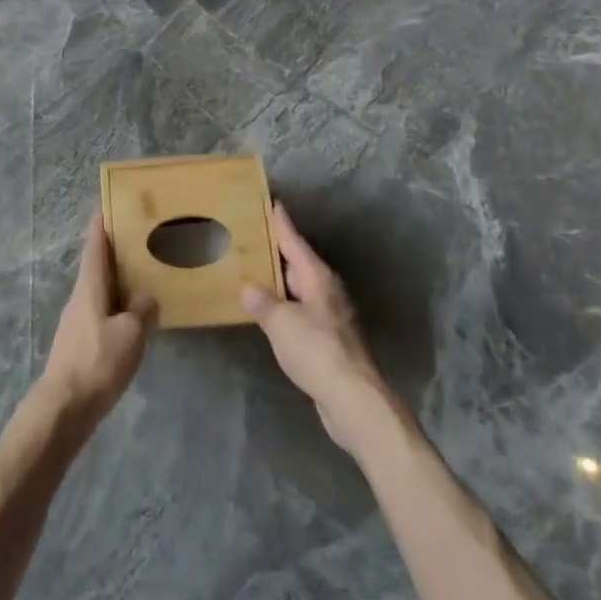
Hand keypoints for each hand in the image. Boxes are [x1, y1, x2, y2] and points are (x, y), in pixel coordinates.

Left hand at [34, 213, 156, 432]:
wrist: (64, 407)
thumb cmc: (97, 362)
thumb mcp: (130, 335)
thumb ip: (141, 311)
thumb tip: (146, 296)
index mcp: (89, 287)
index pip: (95, 246)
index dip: (101, 224)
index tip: (108, 204)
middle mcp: (80, 297)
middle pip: (97, 265)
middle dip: (115, 250)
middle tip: (139, 237)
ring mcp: (77, 320)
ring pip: (99, 289)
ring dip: (117, 279)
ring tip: (142, 274)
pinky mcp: (80, 342)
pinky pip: (101, 311)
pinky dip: (116, 303)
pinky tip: (132, 315)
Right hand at [242, 201, 398, 453]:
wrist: (353, 399)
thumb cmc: (317, 352)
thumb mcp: (281, 323)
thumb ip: (262, 303)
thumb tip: (248, 289)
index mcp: (317, 277)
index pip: (294, 240)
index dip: (281, 221)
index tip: (271, 200)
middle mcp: (326, 289)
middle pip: (297, 261)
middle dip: (276, 248)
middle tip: (249, 234)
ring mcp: (329, 314)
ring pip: (298, 286)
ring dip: (278, 278)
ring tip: (251, 268)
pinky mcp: (327, 337)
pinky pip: (299, 308)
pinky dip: (283, 303)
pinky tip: (267, 308)